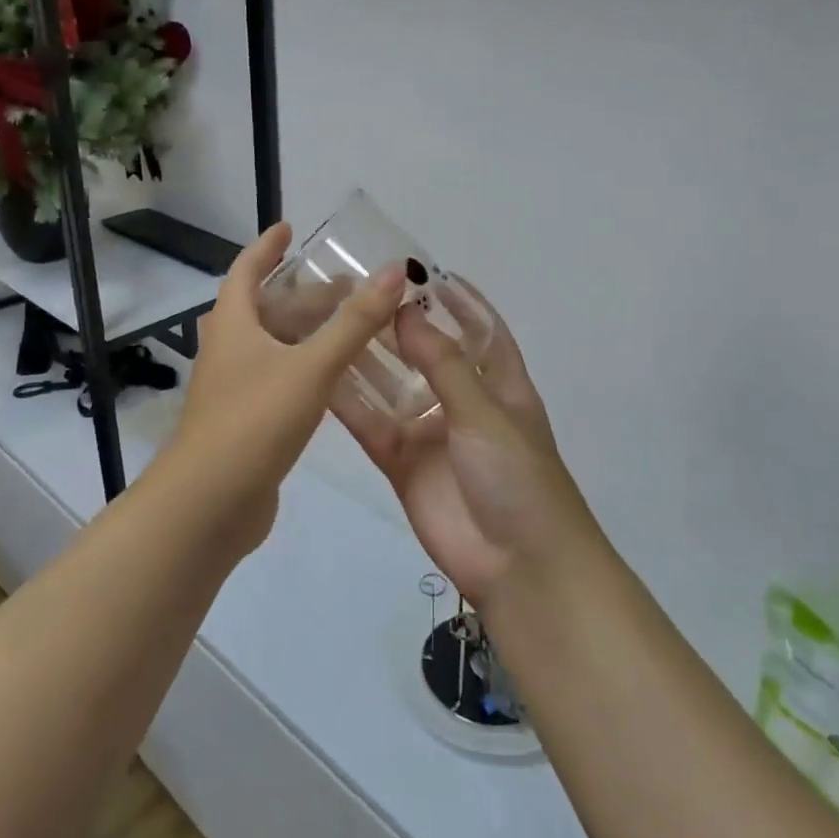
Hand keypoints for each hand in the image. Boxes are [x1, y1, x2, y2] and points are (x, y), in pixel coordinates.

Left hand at [167, 222, 405, 547]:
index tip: (290, 227)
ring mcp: (235, 388)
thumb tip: (393, 271)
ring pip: (275, 347)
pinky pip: (280, 380)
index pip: (246, 270)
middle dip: (305, 295)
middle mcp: (229, 350)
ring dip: (308, 333)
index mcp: (233, 325)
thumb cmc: (254, 421)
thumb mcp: (311, 366)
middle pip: (266, 309)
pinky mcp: (246, 421)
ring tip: (352, 328)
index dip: (267, 247)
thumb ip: (354, 322)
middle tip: (349, 289)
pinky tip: (336, 379)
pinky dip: (306, 369)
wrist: (208, 504)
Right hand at [333, 289, 598, 606]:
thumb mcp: (484, 412)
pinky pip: (372, 425)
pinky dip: (349, 404)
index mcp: (499, 384)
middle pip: (427, 353)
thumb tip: (406, 312)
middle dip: (399, 325)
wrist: (519, 566)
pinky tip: (319, 377)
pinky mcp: (402, 463)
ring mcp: (430, 433)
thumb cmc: (518, 476)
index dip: (459, 300)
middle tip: (356, 292)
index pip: (481, 329)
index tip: (423, 270)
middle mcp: (463, 402)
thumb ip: (442, 363)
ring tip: (329, 323)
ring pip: (392, 387)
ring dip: (367, 359)